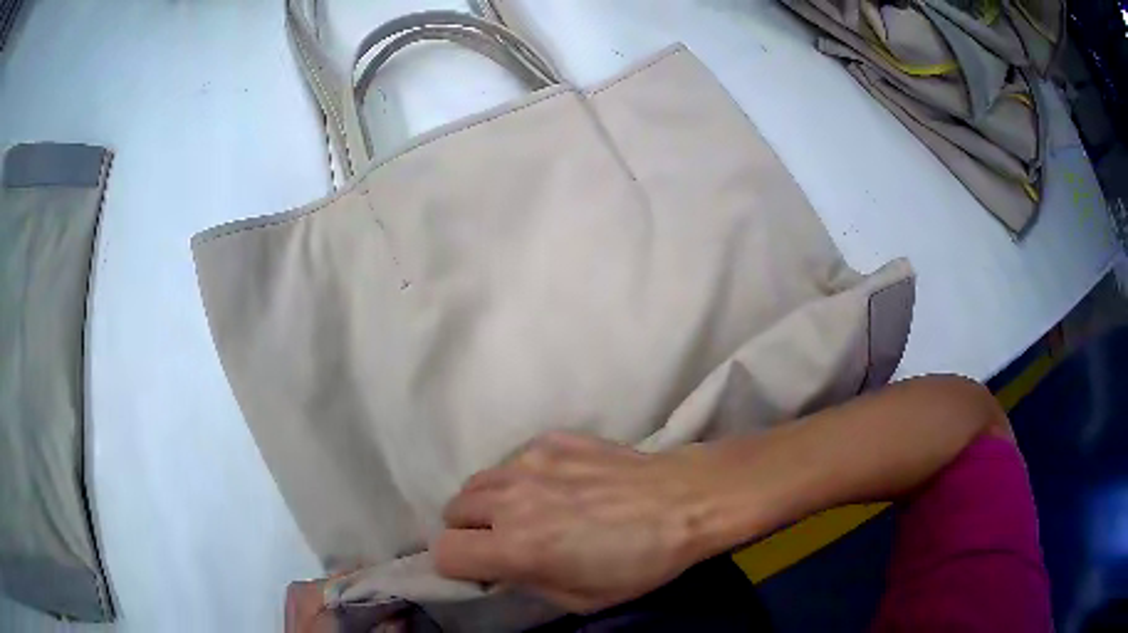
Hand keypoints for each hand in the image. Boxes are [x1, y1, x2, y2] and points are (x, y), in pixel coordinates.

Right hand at [434, 432, 739, 613]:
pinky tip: (559, 486)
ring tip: (527, 512)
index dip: (460, 566)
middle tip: (506, 541)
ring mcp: (528, 462)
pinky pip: (513, 461)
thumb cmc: (640, 561)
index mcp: (516, 546)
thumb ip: (526, 583)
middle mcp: (510, 499)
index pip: (444, 551)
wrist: (684, 501)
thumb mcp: (580, 599)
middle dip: (471, 531)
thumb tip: (502, 569)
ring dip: (489, 503)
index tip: (484, 569)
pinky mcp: (550, 439)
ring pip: (477, 482)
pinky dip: (521, 478)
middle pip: (453, 510)